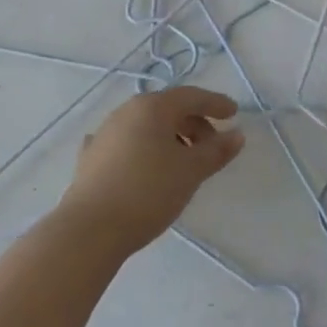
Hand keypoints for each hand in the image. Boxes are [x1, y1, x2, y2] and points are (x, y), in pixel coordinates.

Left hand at [56, 87, 245, 256]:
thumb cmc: (148, 192)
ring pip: (146, 126)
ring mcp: (105, 133)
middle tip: (212, 148)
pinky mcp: (92, 158)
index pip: (191, 96)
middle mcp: (126, 111)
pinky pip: (127, 144)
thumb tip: (237, 134)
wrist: (90, 229)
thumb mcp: (191, 171)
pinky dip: (144, 149)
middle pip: (168, 109)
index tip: (234, 114)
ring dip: (170, 137)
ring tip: (183, 162)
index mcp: (152, 107)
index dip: (215, 103)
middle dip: (194, 124)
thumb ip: (217, 151)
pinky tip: (145, 163)